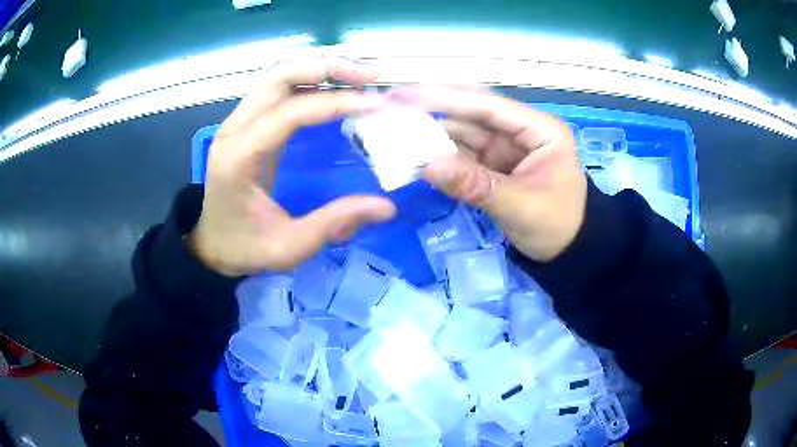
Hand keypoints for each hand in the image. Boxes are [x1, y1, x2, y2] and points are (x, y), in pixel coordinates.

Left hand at [188, 57, 395, 275]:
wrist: (210, 245)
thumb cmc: (245, 248)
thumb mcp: (290, 246)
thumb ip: (335, 223)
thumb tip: (386, 207)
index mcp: (240, 157)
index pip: (290, 111)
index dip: (335, 102)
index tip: (376, 104)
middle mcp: (234, 129)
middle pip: (279, 75)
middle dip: (328, 67)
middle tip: (371, 76)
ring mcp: (236, 122)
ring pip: (277, 74)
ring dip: (319, 67)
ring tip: (358, 75)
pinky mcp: (243, 123)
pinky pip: (275, 87)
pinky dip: (307, 78)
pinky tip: (333, 85)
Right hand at [389, 85, 586, 261]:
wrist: (568, 253)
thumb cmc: (557, 226)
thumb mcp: (521, 206)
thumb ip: (475, 185)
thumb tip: (426, 166)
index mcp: (539, 129)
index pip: (488, 106)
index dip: (446, 98)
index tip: (406, 94)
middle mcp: (520, 131)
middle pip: (472, 113)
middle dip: (433, 110)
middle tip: (391, 104)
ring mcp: (505, 148)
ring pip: (463, 132)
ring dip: (431, 133)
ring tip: (393, 129)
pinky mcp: (493, 165)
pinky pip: (462, 154)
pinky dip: (439, 155)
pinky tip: (414, 152)